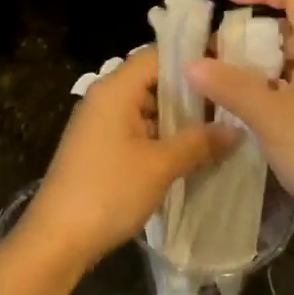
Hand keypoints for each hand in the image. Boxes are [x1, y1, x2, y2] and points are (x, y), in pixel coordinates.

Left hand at [19, 48, 238, 270]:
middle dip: (190, 93)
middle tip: (230, 104)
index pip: (158, 55)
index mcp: (115, 89)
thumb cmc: (108, 192)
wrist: (57, 239)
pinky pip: (135, 129)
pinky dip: (160, 136)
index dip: (192, 60)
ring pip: (145, 107)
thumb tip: (236, 129)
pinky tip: (189, 152)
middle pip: (152, 81)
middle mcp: (104, 98)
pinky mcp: (98, 147)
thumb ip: (199, 143)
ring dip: (177, 118)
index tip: (228, 69)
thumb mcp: (160, 166)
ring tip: (218, 129)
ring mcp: (99, 123)